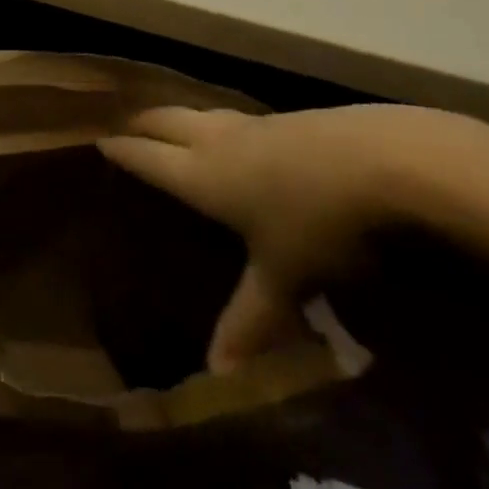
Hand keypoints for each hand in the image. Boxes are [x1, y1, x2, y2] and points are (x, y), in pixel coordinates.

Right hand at [99, 106, 482, 371]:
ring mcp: (259, 124)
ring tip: (173, 128)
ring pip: (203, 113)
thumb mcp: (284, 278)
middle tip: (124, 127)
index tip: (96, 141)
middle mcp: (221, 141)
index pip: (147, 156)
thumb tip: (217, 375)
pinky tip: (242, 140)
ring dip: (181, 118)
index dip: (120, 150)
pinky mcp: (294, 118)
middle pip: (166, 119)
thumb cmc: (320, 221)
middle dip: (142, 122)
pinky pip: (240, 118)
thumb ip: (249, 320)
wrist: (391, 161)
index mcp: (203, 174)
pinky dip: (222, 124)